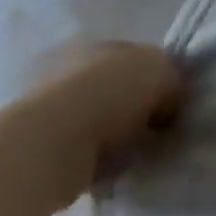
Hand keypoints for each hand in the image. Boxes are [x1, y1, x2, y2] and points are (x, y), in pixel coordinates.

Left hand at [14, 43, 183, 210]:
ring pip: (99, 122)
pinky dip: (99, 162)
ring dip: (116, 137)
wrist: (49, 148)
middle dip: (136, 107)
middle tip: (159, 128)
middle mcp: (70, 71)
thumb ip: (172, 81)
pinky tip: (114, 171)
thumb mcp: (160, 72)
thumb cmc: (107, 94)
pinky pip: (84, 154)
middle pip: (115, 88)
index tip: (173, 100)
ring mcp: (51, 113)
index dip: (158, 75)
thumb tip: (171, 101)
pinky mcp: (41, 152)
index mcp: (96, 43)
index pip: (135, 55)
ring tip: (138, 154)